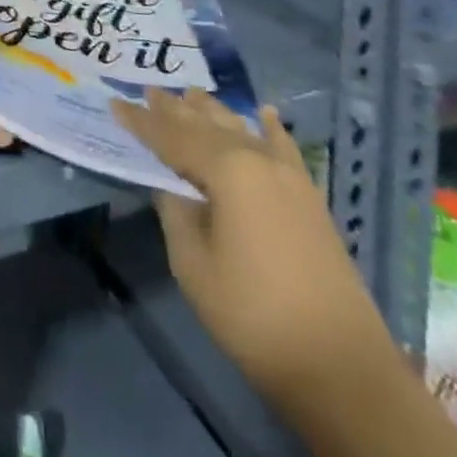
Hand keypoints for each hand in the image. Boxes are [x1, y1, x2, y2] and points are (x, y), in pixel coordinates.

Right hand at [112, 89, 392, 401]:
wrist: (341, 366)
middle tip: (150, 90)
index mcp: (226, 170)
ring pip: (242, 129)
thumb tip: (172, 186)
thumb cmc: (253, 315)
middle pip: (207, 125)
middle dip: (176, 109)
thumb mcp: (193, 265)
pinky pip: (284, 149)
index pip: (172, 137)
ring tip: (191, 93)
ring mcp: (288, 177)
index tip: (116, 104)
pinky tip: (265, 114)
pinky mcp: (309, 198)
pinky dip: (270, 129)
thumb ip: (176, 214)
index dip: (141, 122)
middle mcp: (257, 159)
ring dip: (213, 112)